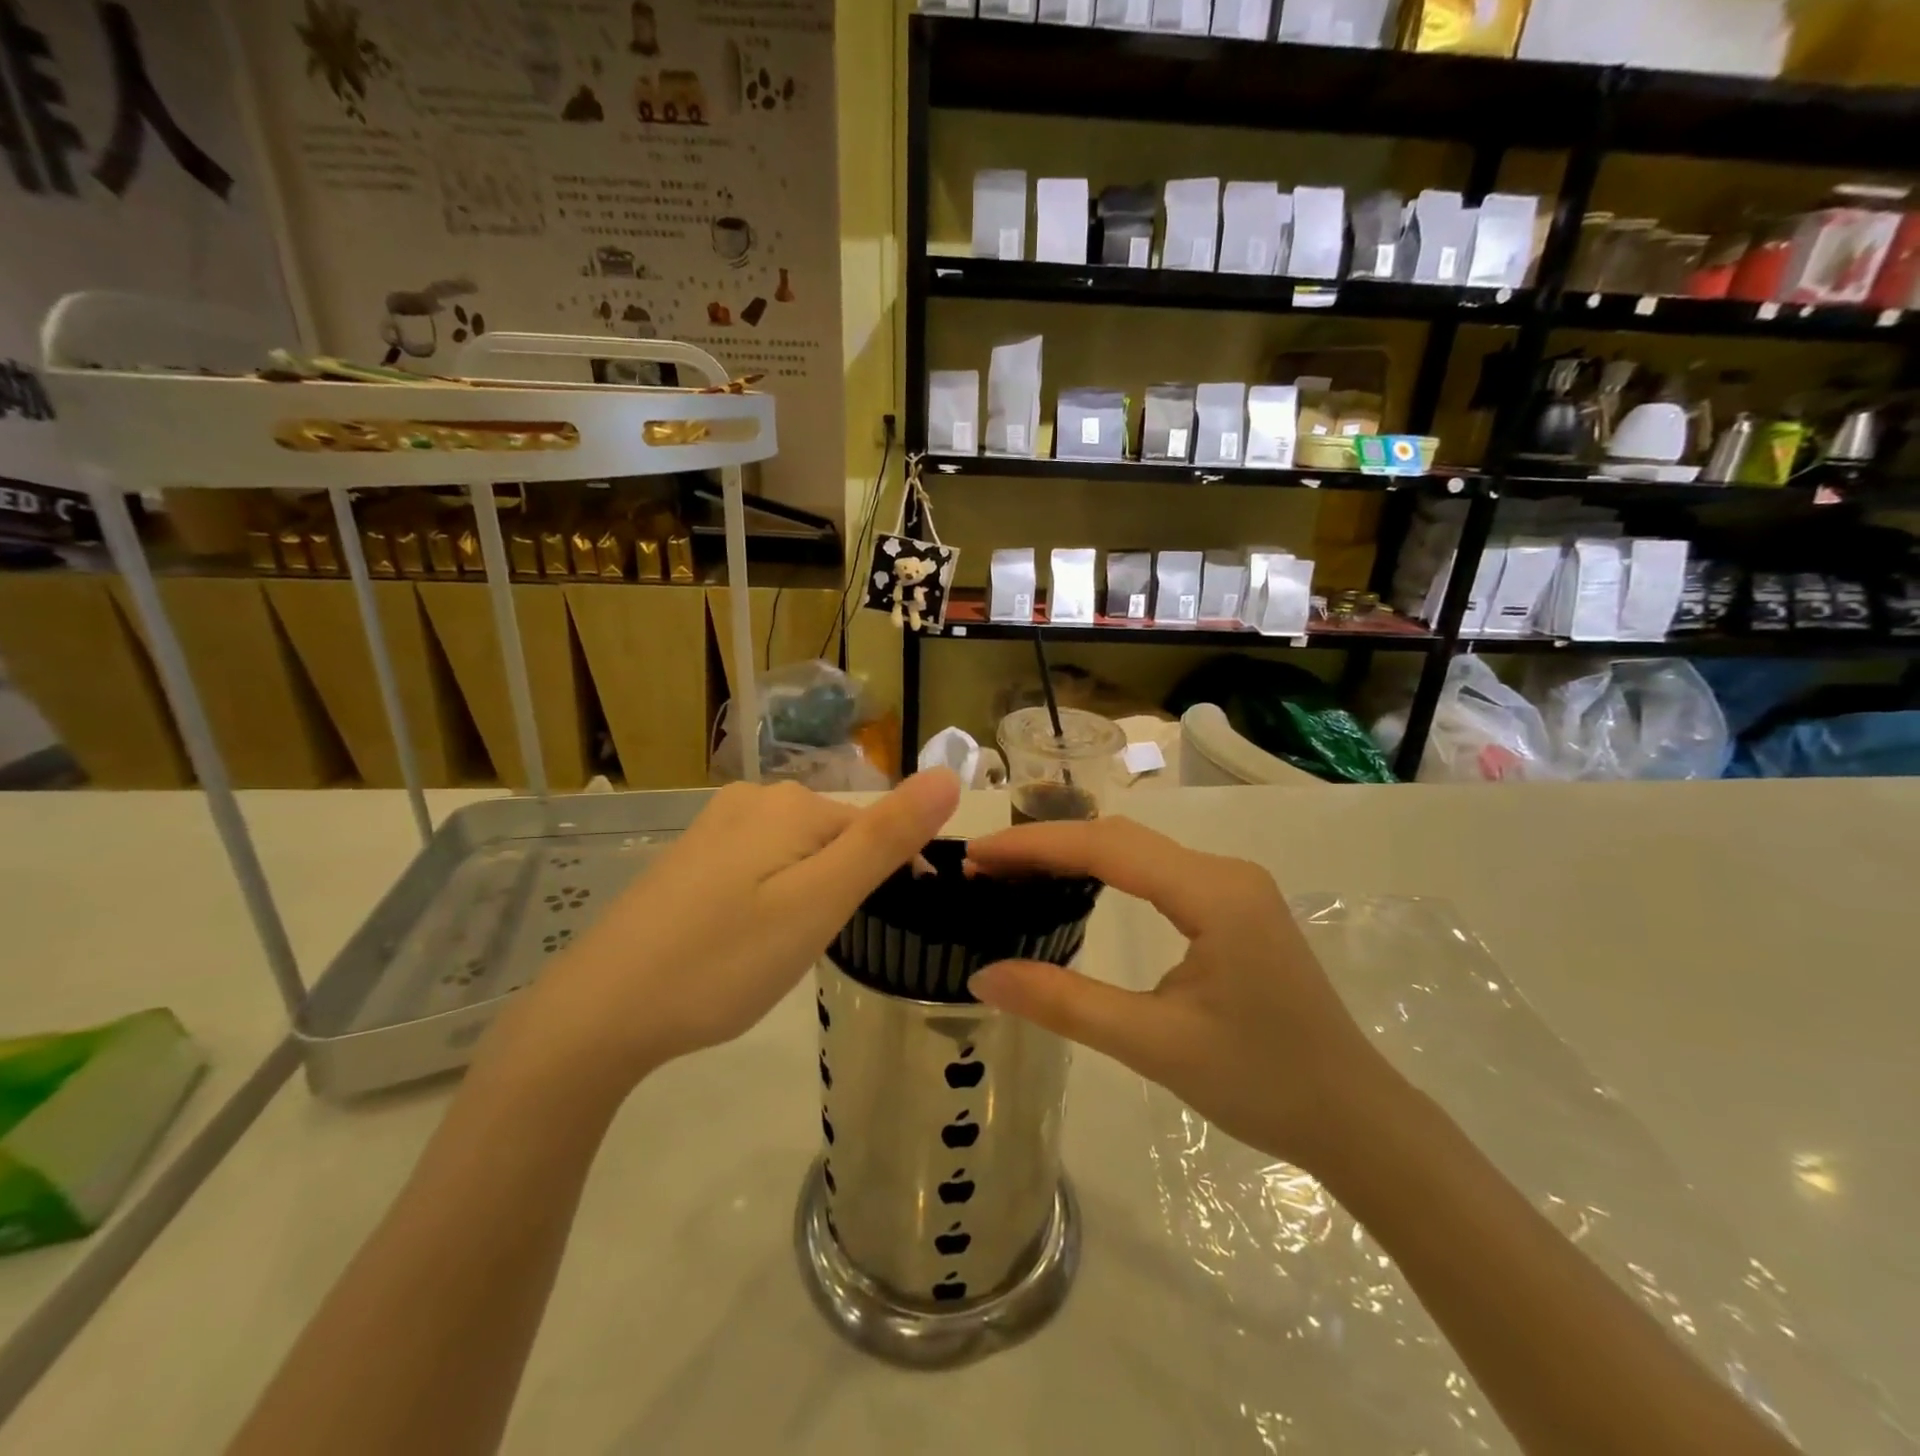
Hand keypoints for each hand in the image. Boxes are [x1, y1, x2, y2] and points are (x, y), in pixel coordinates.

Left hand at [489, 771, 960, 1095]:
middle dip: (849, 884)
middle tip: (824, 947)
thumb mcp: (820, 902)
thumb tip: (948, 774)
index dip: (896, 875)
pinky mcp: (690, 856)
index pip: (875, 827)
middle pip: (835, 836)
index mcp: (791, 805)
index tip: (896, 927)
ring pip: (797, 851)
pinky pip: (759, 863)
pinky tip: (747, 937)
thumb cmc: (724, 960)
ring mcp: (714, 826)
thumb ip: (885, 838)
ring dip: (811, 892)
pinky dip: (773, 895)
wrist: (600, 1012)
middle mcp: (753, 799)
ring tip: (787, 949)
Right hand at [967, 816, 1401, 1171]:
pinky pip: (1156, 872)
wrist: (1355, 1119)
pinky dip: (1104, 873)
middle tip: (982, 866)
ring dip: (1073, 855)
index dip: (1035, 845)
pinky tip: (1073, 889)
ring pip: (1137, 852)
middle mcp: (1225, 872)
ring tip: (1012, 873)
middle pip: (1120, 839)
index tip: (976, 854)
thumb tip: (982, 976)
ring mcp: (1233, 886)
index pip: (1107, 848)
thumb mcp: (1154, 1046)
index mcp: (1214, 893)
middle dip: (1047, 845)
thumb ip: (1065, 1005)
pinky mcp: (1233, 906)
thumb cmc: (1262, 1085)